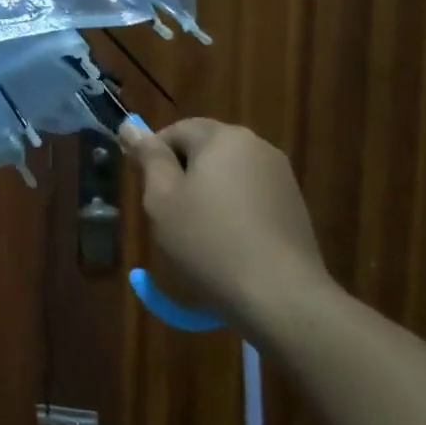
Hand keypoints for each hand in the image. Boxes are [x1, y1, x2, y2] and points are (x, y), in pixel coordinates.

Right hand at [120, 119, 335, 335]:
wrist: (282, 298)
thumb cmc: (209, 242)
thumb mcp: (162, 199)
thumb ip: (148, 157)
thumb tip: (130, 126)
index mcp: (222, 137)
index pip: (176, 130)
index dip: (154, 156)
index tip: (146, 190)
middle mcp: (256, 146)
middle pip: (205, 149)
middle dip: (182, 174)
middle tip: (168, 213)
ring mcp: (280, 177)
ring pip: (228, 174)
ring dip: (208, 194)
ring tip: (197, 234)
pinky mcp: (294, 206)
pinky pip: (250, 196)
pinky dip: (233, 211)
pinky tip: (228, 245)